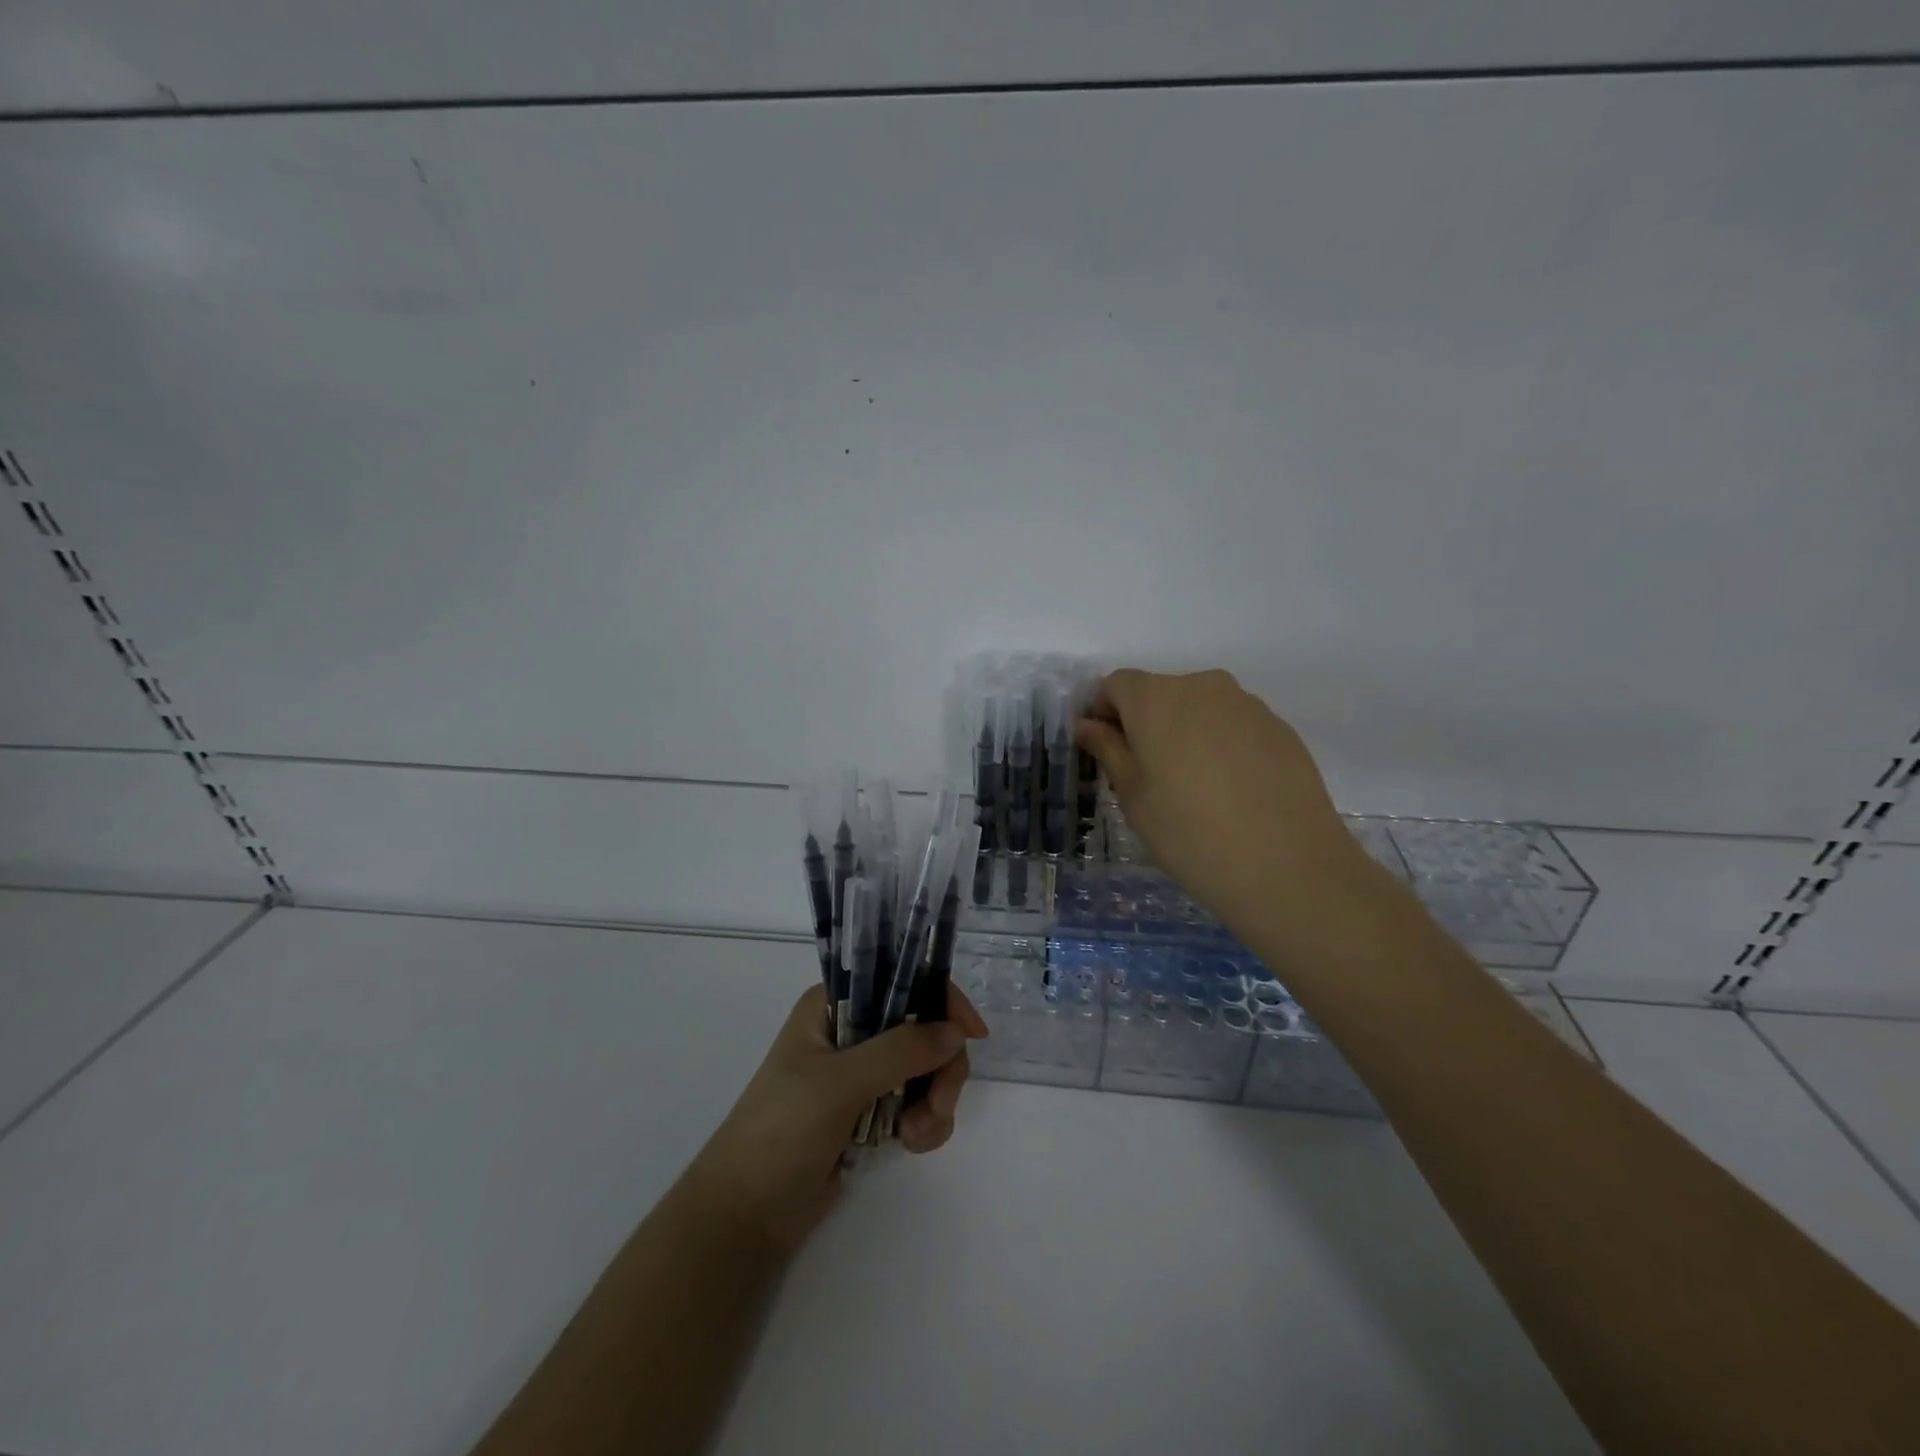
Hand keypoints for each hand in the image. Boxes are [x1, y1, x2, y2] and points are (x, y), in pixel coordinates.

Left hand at [682, 981, 987, 1252]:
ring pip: (926, 1068)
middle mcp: (852, 1029)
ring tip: (916, 1135)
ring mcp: (863, 1072)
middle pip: (923, 1028)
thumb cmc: (781, 1132)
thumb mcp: (838, 1084)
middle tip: (938, 1104)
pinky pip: (918, 1102)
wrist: (746, 1214)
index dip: (941, 1000)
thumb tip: (956, 1032)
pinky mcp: (871, 1111)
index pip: (900, 980)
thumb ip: (899, 1052)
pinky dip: (925, 1122)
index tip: (972, 1034)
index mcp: (834, 1004)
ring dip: (933, 1101)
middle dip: (939, 1067)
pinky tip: (911, 1145)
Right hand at [1076, 668, 1362, 925]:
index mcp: (1156, 698)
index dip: (1105, 714)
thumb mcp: (1134, 797)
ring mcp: (1247, 705)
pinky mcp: (1280, 727)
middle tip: (1150, 778)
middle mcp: (1202, 686)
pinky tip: (1232, 793)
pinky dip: (1222, 747)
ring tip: (1196, 790)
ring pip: (1199, 709)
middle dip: (1146, 725)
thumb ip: (1108, 750)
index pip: (1116, 685)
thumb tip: (1087, 725)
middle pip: (1160, 693)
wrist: (1288, 866)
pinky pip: (1234, 726)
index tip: (1109, 754)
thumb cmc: (1190, 833)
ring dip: (1186, 735)